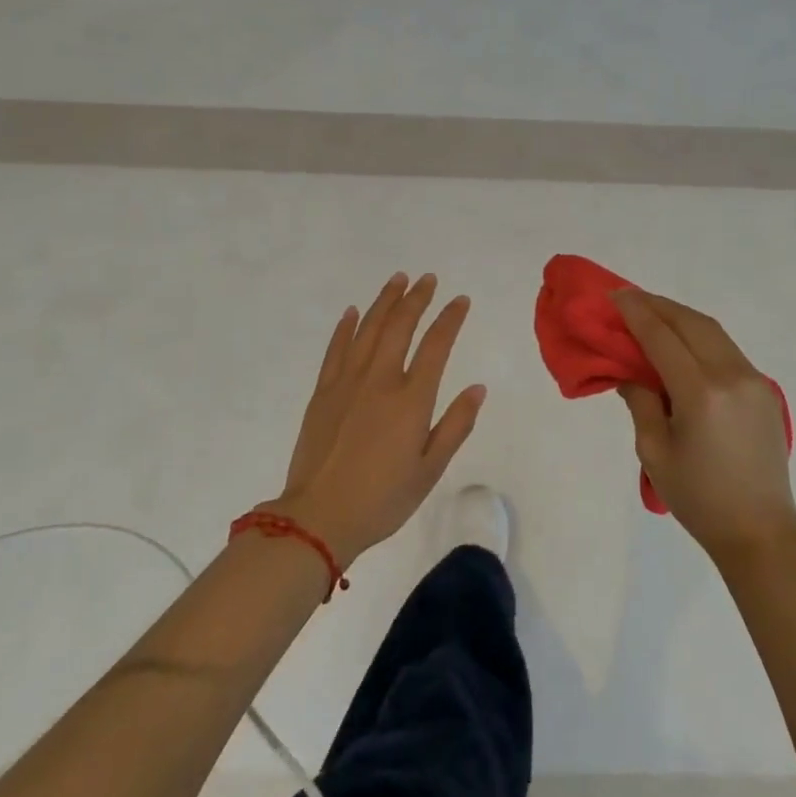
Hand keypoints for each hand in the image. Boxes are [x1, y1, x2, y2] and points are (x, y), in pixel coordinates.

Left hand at [271, 272, 486, 566]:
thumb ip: (455, 425)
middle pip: (400, 326)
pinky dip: (346, 327)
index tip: (460, 300)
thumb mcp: (430, 470)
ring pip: (368, 329)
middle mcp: (380, 380)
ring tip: (398, 280)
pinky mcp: (322, 392)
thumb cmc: (382, 499)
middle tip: (428, 278)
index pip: (436, 345)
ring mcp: (347, 382)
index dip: (450, 319)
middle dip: (416, 298)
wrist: (318, 517)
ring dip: (384, 301)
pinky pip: (336, 349)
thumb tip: (478, 388)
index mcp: (411, 399)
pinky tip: (352, 311)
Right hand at [613, 290, 795, 564]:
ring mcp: (753, 379)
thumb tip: (630, 370)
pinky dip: (699, 335)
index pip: (662, 337)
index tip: (615, 294)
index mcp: (701, 393)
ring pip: (711, 330)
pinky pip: (725, 348)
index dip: (636, 313)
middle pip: (690, 323)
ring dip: (679, 316)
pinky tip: (681, 340)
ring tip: (651, 312)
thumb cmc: (699, 498)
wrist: (761, 531)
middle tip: (629, 299)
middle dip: (657, 305)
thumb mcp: (654, 451)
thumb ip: (640, 401)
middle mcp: (731, 376)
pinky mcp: (764, 388)